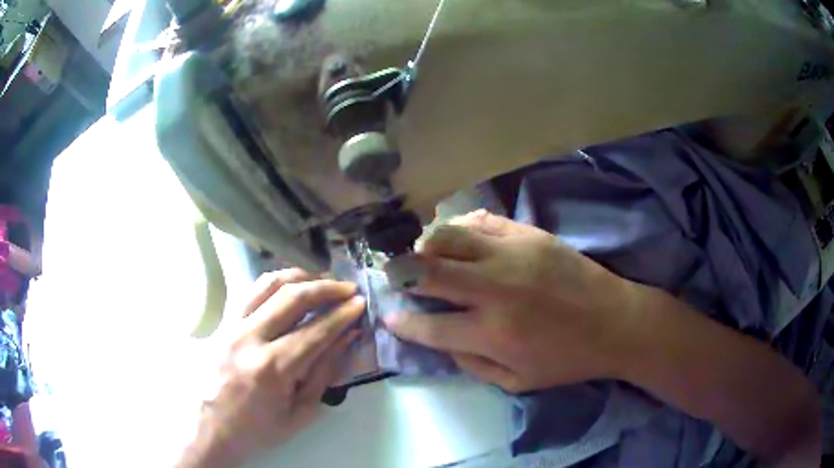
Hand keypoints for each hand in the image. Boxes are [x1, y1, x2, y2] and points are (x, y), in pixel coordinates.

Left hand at [180, 269, 365, 466]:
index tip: (361, 303)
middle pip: (293, 297)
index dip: (343, 314)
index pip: (316, 330)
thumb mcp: (300, 412)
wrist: (211, 426)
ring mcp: (232, 325)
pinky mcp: (223, 321)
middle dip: (327, 288)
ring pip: (269, 283)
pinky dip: (275, 281)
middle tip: (348, 288)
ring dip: (301, 276)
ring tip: (322, 279)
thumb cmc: (259, 428)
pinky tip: (290, 285)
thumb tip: (346, 337)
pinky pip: (251, 290)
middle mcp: (250, 338)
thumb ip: (324, 373)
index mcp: (273, 369)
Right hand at [384, 210, 640, 392]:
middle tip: (392, 276)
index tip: (390, 317)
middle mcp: (495, 289)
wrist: (616, 322)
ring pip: (448, 236)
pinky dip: (461, 227)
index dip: (402, 323)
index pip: (429, 327)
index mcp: (493, 333)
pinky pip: (482, 220)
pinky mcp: (530, 234)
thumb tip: (441, 339)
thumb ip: (472, 364)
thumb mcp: (517, 382)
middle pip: (427, 271)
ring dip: (426, 245)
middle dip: (398, 274)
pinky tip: (460, 238)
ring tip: (425, 254)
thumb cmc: (568, 359)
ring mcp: (513, 254)